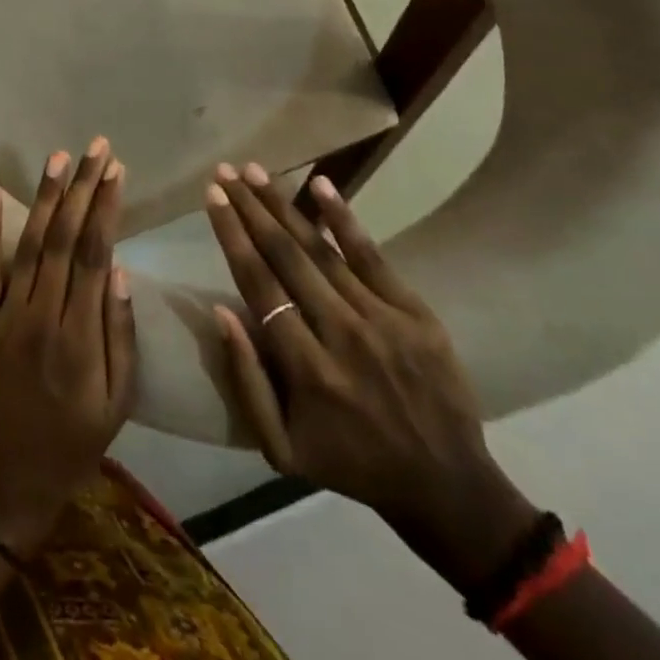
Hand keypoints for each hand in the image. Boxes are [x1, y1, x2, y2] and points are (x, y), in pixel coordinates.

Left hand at [0, 138, 138, 555]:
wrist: (8, 482)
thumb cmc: (74, 445)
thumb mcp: (118, 403)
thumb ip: (120, 335)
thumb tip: (120, 270)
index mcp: (80, 337)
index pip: (96, 255)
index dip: (106, 208)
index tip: (116, 170)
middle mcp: (41, 315)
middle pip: (65, 239)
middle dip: (82, 189)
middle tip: (95, 148)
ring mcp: (5, 315)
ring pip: (28, 245)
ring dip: (44, 199)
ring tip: (58, 158)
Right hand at [206, 166, 533, 574]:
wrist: (448, 488)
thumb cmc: (349, 464)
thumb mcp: (281, 448)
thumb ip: (247, 380)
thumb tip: (221, 311)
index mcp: (307, 370)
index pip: (258, 285)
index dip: (232, 236)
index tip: (212, 197)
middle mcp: (342, 335)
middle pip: (286, 257)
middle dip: (250, 209)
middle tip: (225, 171)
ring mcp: (383, 320)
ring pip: (322, 250)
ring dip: (284, 206)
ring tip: (255, 171)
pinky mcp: (416, 313)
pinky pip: (373, 256)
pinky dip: (344, 219)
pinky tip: (321, 184)